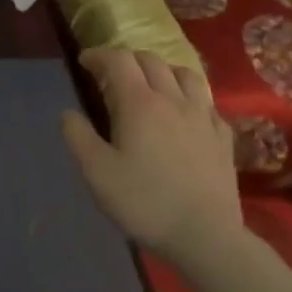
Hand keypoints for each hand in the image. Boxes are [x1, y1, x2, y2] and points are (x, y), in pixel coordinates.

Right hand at [61, 48, 241, 263]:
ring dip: (163, 71)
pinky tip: (186, 113)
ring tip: (152, 84)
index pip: (118, 60)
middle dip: (128, 59)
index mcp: (139, 103)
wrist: (206, 236)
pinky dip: (190, 97)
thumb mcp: (97, 174)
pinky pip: (207, 101)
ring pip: (184, 74)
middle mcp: (172, 99)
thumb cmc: (145, 203)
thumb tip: (68, 113)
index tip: (85, 62)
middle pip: (151, 60)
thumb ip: (78, 137)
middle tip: (112, 74)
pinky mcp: (223, 136)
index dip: (99, 55)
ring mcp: (203, 116)